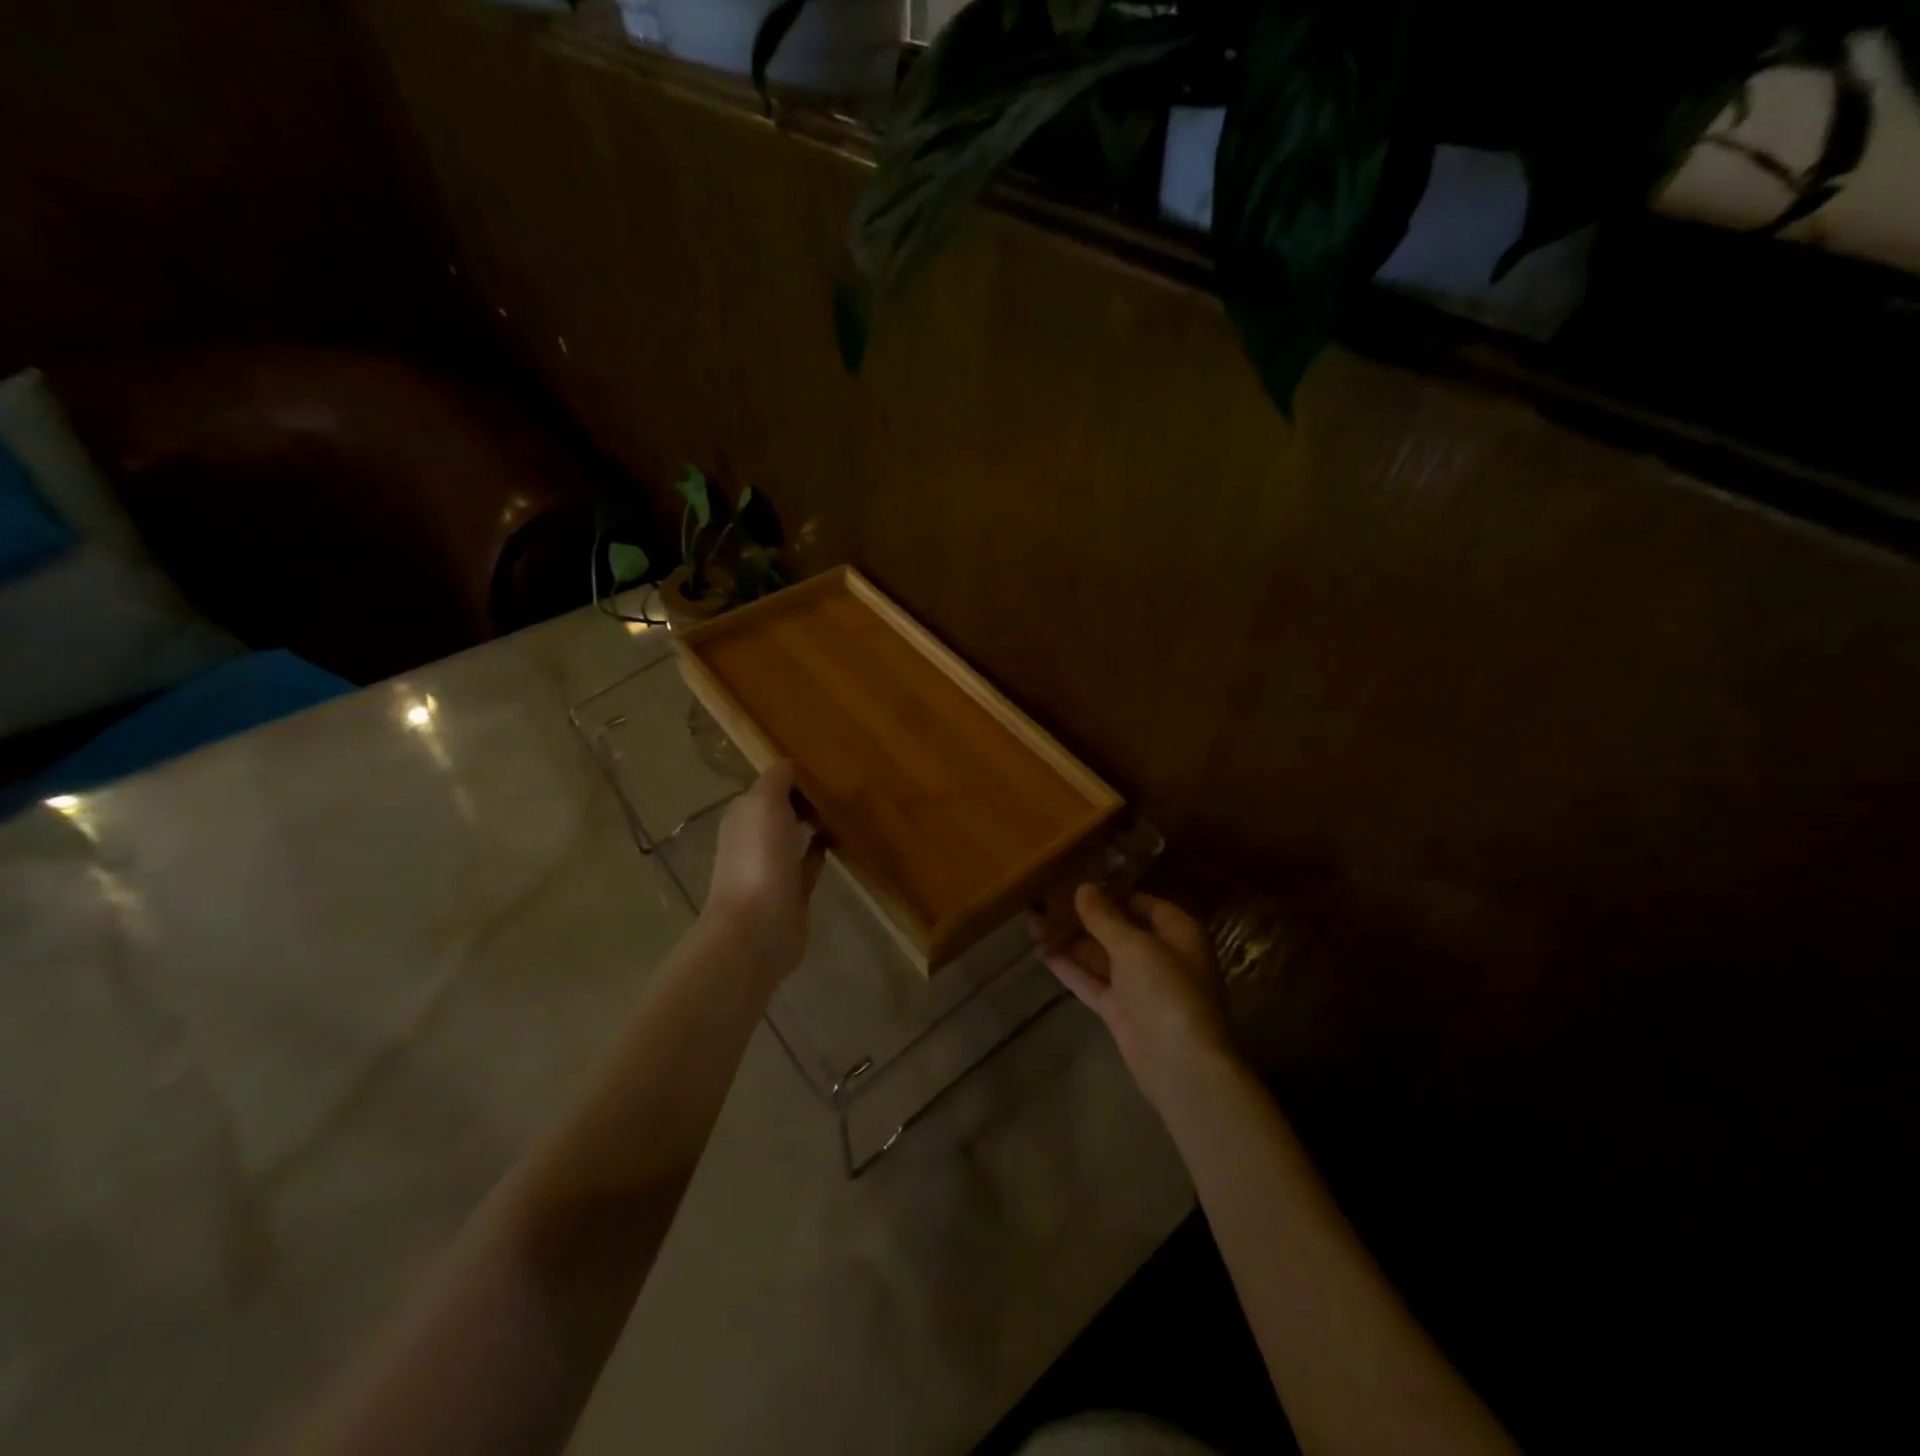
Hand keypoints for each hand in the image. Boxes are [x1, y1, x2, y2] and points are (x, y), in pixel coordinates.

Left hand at [703, 760, 824, 984]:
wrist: (757, 928)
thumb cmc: (758, 860)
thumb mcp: (764, 804)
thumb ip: (777, 779)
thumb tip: (792, 765)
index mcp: (743, 815)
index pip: (770, 785)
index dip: (794, 776)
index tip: (827, 767)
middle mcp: (754, 838)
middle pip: (782, 809)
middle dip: (805, 798)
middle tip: (843, 786)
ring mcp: (773, 867)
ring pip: (795, 836)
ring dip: (814, 823)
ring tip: (845, 808)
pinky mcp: (793, 892)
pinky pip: (809, 863)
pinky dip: (820, 851)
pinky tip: (839, 840)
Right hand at [1033, 884, 1234, 1108]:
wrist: (1181, 1067)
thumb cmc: (1167, 992)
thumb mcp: (1134, 946)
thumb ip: (1105, 917)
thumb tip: (1084, 887)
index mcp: (1178, 933)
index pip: (1142, 902)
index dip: (1110, 893)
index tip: (1075, 883)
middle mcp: (1161, 956)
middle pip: (1118, 929)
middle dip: (1083, 918)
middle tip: (1045, 902)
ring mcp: (1140, 987)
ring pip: (1101, 956)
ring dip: (1070, 941)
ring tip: (1033, 923)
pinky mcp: (1121, 1012)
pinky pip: (1093, 982)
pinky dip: (1070, 968)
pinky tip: (1042, 952)